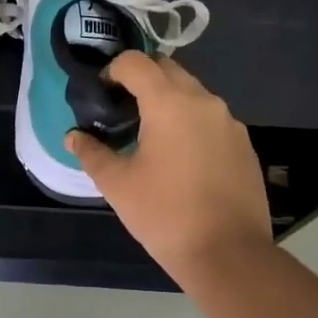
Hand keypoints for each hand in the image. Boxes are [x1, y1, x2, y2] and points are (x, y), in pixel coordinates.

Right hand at [67, 52, 275, 283]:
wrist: (229, 255)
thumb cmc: (165, 214)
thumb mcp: (117, 184)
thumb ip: (92, 153)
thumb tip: (74, 137)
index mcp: (169, 103)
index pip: (135, 62)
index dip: (113, 71)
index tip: (102, 95)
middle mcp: (203, 101)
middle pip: (167, 69)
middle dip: (141, 79)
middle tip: (122, 110)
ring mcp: (229, 122)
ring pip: (192, 92)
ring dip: (168, 100)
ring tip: (150, 134)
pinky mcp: (244, 144)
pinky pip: (211, 117)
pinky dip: (190, 122)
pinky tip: (180, 157)